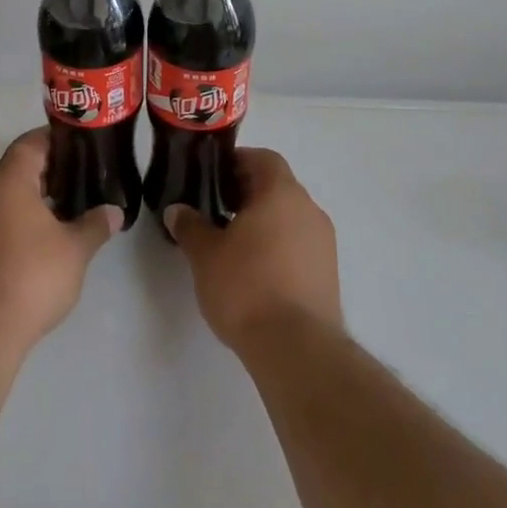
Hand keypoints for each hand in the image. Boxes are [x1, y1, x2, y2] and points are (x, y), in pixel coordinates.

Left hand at [0, 128, 121, 351]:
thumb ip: (96, 224)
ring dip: (36, 196)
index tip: (83, 143)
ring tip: (72, 204)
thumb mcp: (75, 248)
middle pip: (18, 166)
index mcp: (8, 180)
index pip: (31, 142)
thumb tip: (114, 211)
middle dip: (51, 169)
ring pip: (8, 194)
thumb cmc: (31, 275)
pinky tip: (47, 235)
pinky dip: (22, 217)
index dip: (57, 138)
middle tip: (85, 174)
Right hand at [166, 148, 340, 354]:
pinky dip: (279, 247)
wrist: (296, 349)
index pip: (263, 158)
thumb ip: (190, 226)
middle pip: (277, 186)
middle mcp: (309, 209)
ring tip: (233, 244)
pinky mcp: (329, 274)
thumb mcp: (205, 254)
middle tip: (216, 210)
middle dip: (247, 194)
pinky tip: (256, 272)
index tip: (212, 178)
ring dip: (264, 222)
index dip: (237, 162)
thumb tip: (177, 210)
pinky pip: (300, 245)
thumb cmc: (247, 287)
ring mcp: (324, 242)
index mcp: (281, 192)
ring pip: (290, 217)